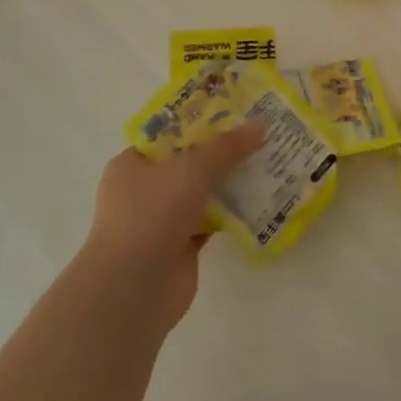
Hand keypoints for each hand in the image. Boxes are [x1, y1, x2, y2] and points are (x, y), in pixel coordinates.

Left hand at [81, 123, 264, 333]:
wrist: (134, 288)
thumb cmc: (152, 214)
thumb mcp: (192, 169)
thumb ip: (227, 147)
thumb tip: (261, 125)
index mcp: (132, 163)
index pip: (169, 134)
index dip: (201, 121)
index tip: (236, 113)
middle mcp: (143, 190)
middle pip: (189, 162)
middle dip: (223, 152)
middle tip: (259, 136)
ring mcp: (161, 220)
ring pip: (202, 193)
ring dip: (231, 182)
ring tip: (268, 162)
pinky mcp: (180, 246)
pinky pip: (211, 221)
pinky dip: (232, 213)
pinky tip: (262, 200)